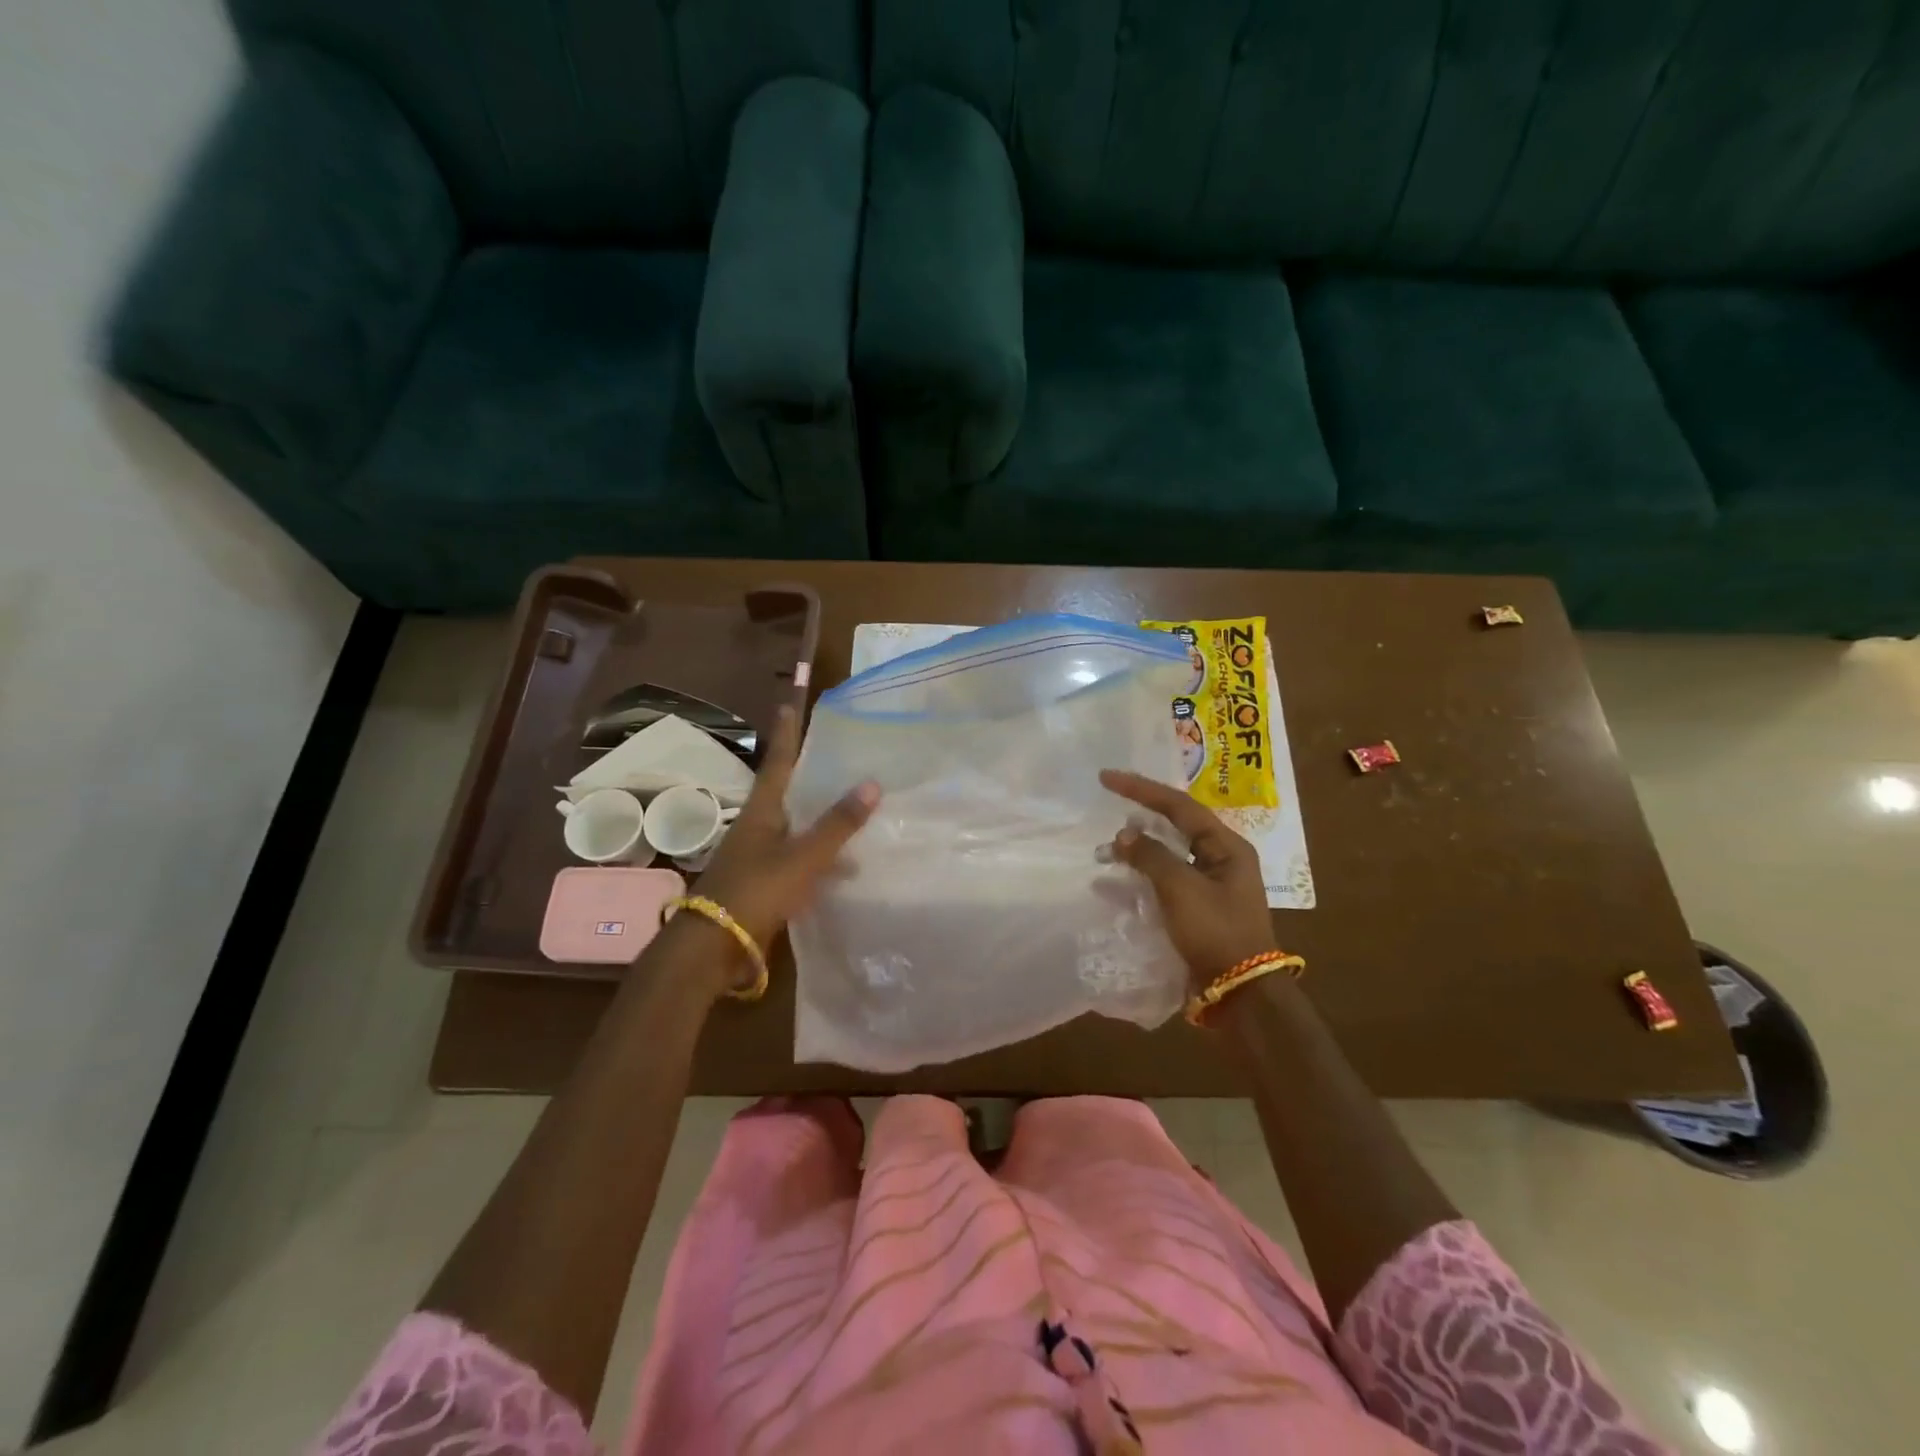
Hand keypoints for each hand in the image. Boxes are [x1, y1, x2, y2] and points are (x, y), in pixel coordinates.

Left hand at [687, 704, 879, 992]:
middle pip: (787, 792)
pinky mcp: (764, 884)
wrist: (714, 946)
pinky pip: (799, 859)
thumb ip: (837, 824)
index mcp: (763, 811)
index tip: (789, 705)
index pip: (778, 762)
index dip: (787, 735)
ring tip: (855, 812)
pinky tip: (845, 870)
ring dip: (820, 819)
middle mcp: (759, 827)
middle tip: (837, 756)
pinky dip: (821, 858)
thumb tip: (872, 783)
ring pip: (796, 827)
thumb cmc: (756, 890)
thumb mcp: (803, 856)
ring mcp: (759, 857)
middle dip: (810, 774)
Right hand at [1100, 769, 1276, 988]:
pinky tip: (1112, 883)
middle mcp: (1220, 860)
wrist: (1240, 995)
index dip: (1142, 789)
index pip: (1179, 806)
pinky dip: (1138, 878)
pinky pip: (1163, 882)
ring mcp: (1209, 885)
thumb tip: (1124, 835)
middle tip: (1107, 807)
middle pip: (1175, 826)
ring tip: (1104, 850)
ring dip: (1136, 850)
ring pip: (1166, 855)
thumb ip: (1150, 856)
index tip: (1107, 778)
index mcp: (1227, 847)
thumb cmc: (1215, 933)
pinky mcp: (1197, 909)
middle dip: (1139, 818)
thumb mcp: (1181, 889)